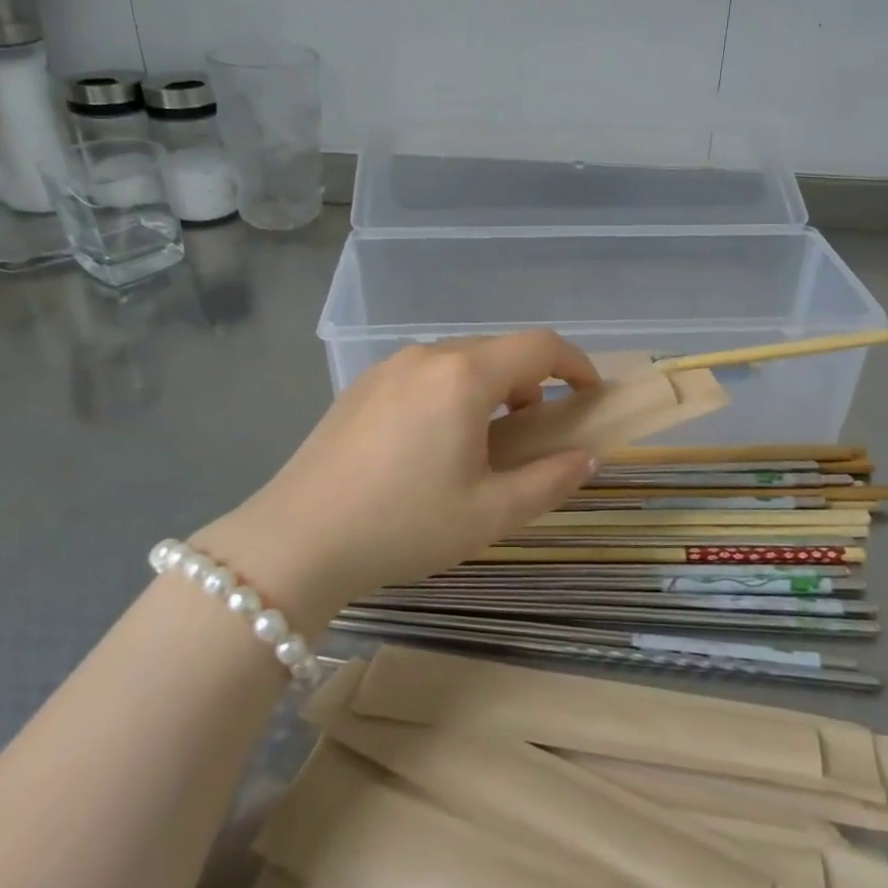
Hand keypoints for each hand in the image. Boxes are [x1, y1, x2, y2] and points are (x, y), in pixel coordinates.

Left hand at [194, 331, 600, 625]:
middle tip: (537, 433)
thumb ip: (550, 481)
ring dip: (491, 388)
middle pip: (500, 351)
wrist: (295, 541)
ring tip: (485, 443)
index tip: (591, 396)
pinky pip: (425, 374)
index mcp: (464, 376)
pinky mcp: (362, 386)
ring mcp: (389, 367)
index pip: (540, 346)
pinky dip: (452, 393)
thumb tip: (585, 457)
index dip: (576, 365)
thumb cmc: (403, 526)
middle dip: (533, 382)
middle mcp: (428, 356)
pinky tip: (433, 444)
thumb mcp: (490, 514)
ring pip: (461, 361)